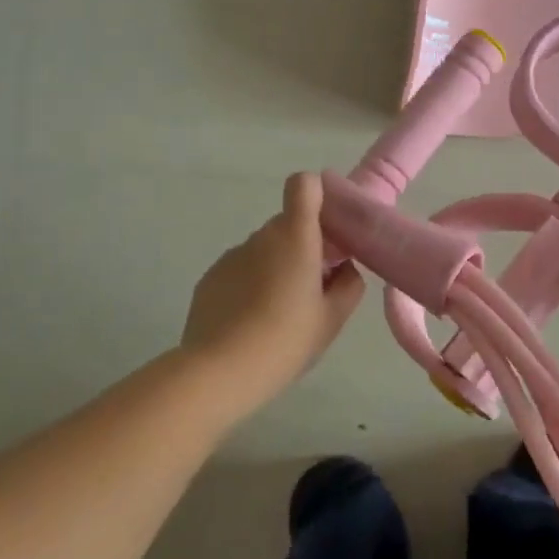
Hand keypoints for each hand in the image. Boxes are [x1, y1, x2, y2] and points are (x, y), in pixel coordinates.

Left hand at [178, 172, 364, 407]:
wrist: (218, 372)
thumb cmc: (285, 341)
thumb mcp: (332, 319)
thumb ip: (348, 284)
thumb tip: (344, 268)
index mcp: (296, 237)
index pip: (304, 185)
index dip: (317, 195)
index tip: (328, 227)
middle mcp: (262, 237)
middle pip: (288, 224)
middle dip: (303, 245)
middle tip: (313, 287)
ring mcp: (232, 255)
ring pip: (264, 249)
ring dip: (276, 268)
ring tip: (278, 314)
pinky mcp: (210, 277)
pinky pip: (240, 269)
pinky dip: (250, 285)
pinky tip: (250, 323)